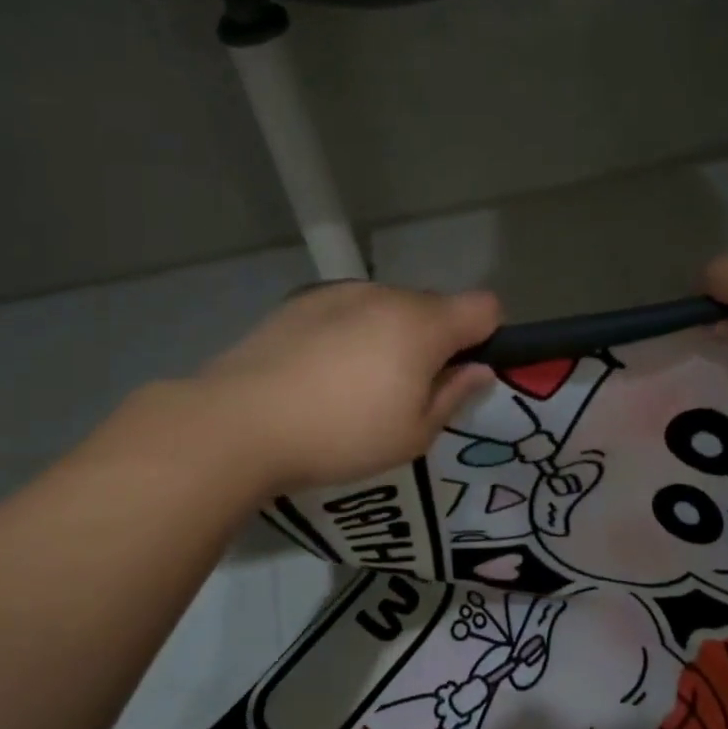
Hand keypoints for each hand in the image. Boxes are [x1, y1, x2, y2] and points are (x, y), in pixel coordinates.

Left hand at [197, 281, 499, 490]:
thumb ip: (453, 396)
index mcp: (423, 325)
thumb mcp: (413, 435)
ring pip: (389, 307)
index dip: (487, 337)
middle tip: (406, 390)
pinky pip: (348, 310)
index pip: (484, 307)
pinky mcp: (300, 301)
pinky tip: (319, 372)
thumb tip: (479, 371)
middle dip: (435, 340)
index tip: (462, 373)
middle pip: (435, 306)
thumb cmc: (341, 436)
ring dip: (391, 335)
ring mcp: (340, 292)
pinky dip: (350, 332)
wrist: (240, 423)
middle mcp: (386, 295)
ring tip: (355, 384)